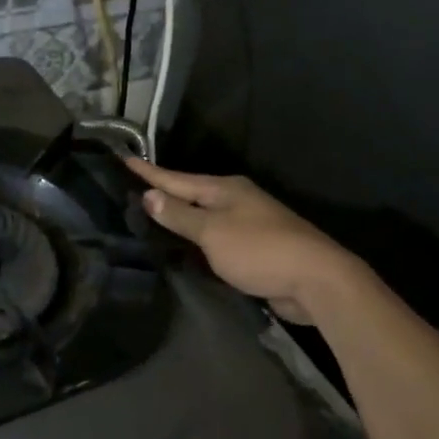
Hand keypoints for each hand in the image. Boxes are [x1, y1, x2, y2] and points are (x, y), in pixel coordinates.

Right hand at [126, 158, 366, 324]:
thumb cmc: (259, 249)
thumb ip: (180, 216)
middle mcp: (236, 200)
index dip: (149, 173)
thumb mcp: (213, 232)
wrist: (315, 279)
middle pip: (191, 194)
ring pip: (204, 216)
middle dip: (164, 192)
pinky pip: (216, 237)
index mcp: (224, 189)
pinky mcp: (254, 248)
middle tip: (131, 190)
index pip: (176, 179)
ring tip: (151, 216)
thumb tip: (149, 195)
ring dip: (180, 216)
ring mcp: (248, 223)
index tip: (124, 159)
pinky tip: (184, 246)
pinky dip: (197, 238)